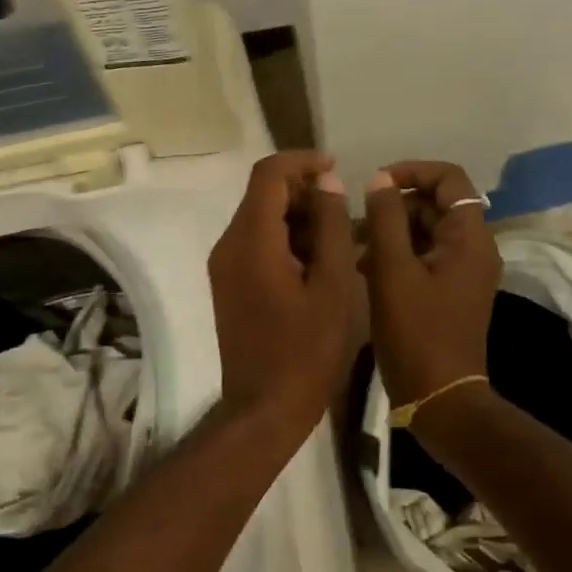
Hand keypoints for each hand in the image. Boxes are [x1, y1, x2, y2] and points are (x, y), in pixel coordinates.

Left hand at [207, 151, 358, 439]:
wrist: (264, 409)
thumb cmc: (306, 350)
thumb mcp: (333, 285)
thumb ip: (332, 227)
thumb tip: (328, 184)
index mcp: (251, 241)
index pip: (268, 174)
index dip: (302, 162)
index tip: (336, 168)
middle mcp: (229, 245)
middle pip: (263, 195)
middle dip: (305, 192)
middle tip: (346, 210)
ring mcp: (225, 266)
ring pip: (261, 219)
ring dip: (299, 217)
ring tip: (342, 237)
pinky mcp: (230, 284)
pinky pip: (257, 244)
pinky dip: (287, 240)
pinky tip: (320, 260)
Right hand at [362, 161, 501, 407]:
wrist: (440, 399)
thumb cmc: (416, 332)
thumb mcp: (392, 271)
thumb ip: (385, 219)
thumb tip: (380, 179)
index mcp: (469, 237)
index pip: (449, 179)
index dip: (412, 171)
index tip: (376, 183)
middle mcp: (474, 248)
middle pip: (434, 205)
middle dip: (394, 207)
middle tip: (355, 224)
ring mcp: (463, 271)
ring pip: (426, 231)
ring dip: (390, 231)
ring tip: (353, 248)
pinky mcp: (450, 291)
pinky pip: (424, 256)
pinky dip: (397, 254)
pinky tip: (364, 268)